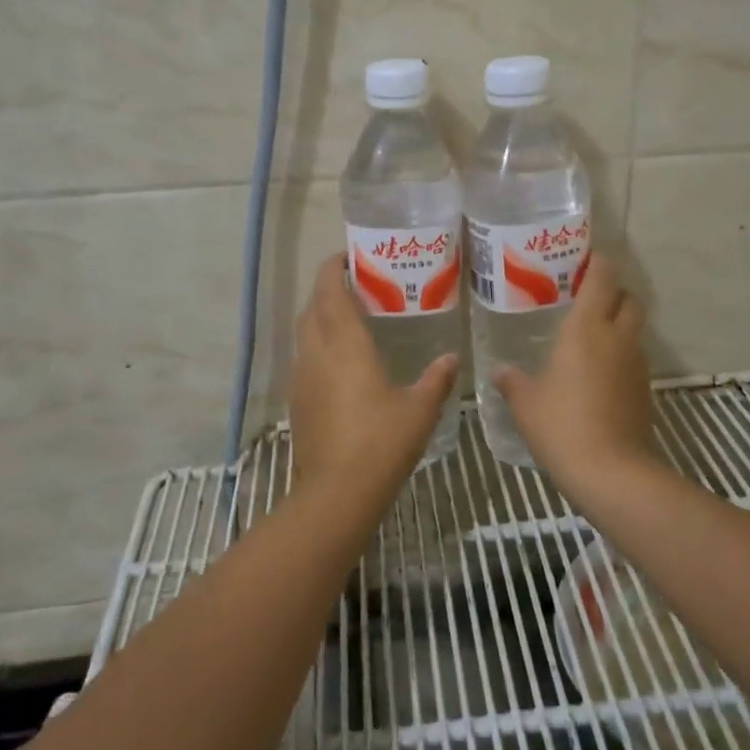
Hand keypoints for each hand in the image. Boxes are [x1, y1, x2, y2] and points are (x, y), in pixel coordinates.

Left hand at [290, 254, 458, 502]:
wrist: (337, 492)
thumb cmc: (382, 442)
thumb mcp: (420, 408)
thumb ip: (436, 379)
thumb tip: (452, 358)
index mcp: (346, 344)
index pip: (330, 291)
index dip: (333, 269)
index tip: (347, 257)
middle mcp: (317, 353)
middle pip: (312, 307)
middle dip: (326, 289)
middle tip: (353, 286)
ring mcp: (302, 377)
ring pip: (304, 333)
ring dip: (319, 317)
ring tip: (347, 319)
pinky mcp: (297, 400)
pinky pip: (304, 359)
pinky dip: (317, 346)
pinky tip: (339, 363)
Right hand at [492, 255, 653, 489]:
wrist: (610, 471)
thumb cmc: (561, 425)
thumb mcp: (526, 403)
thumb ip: (512, 382)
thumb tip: (500, 371)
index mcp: (586, 329)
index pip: (603, 279)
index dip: (600, 263)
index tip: (588, 258)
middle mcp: (617, 338)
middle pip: (629, 299)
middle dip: (614, 292)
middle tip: (588, 298)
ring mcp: (636, 364)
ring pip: (634, 330)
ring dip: (619, 325)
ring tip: (590, 337)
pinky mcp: (644, 390)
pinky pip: (634, 359)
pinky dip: (620, 355)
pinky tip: (598, 374)